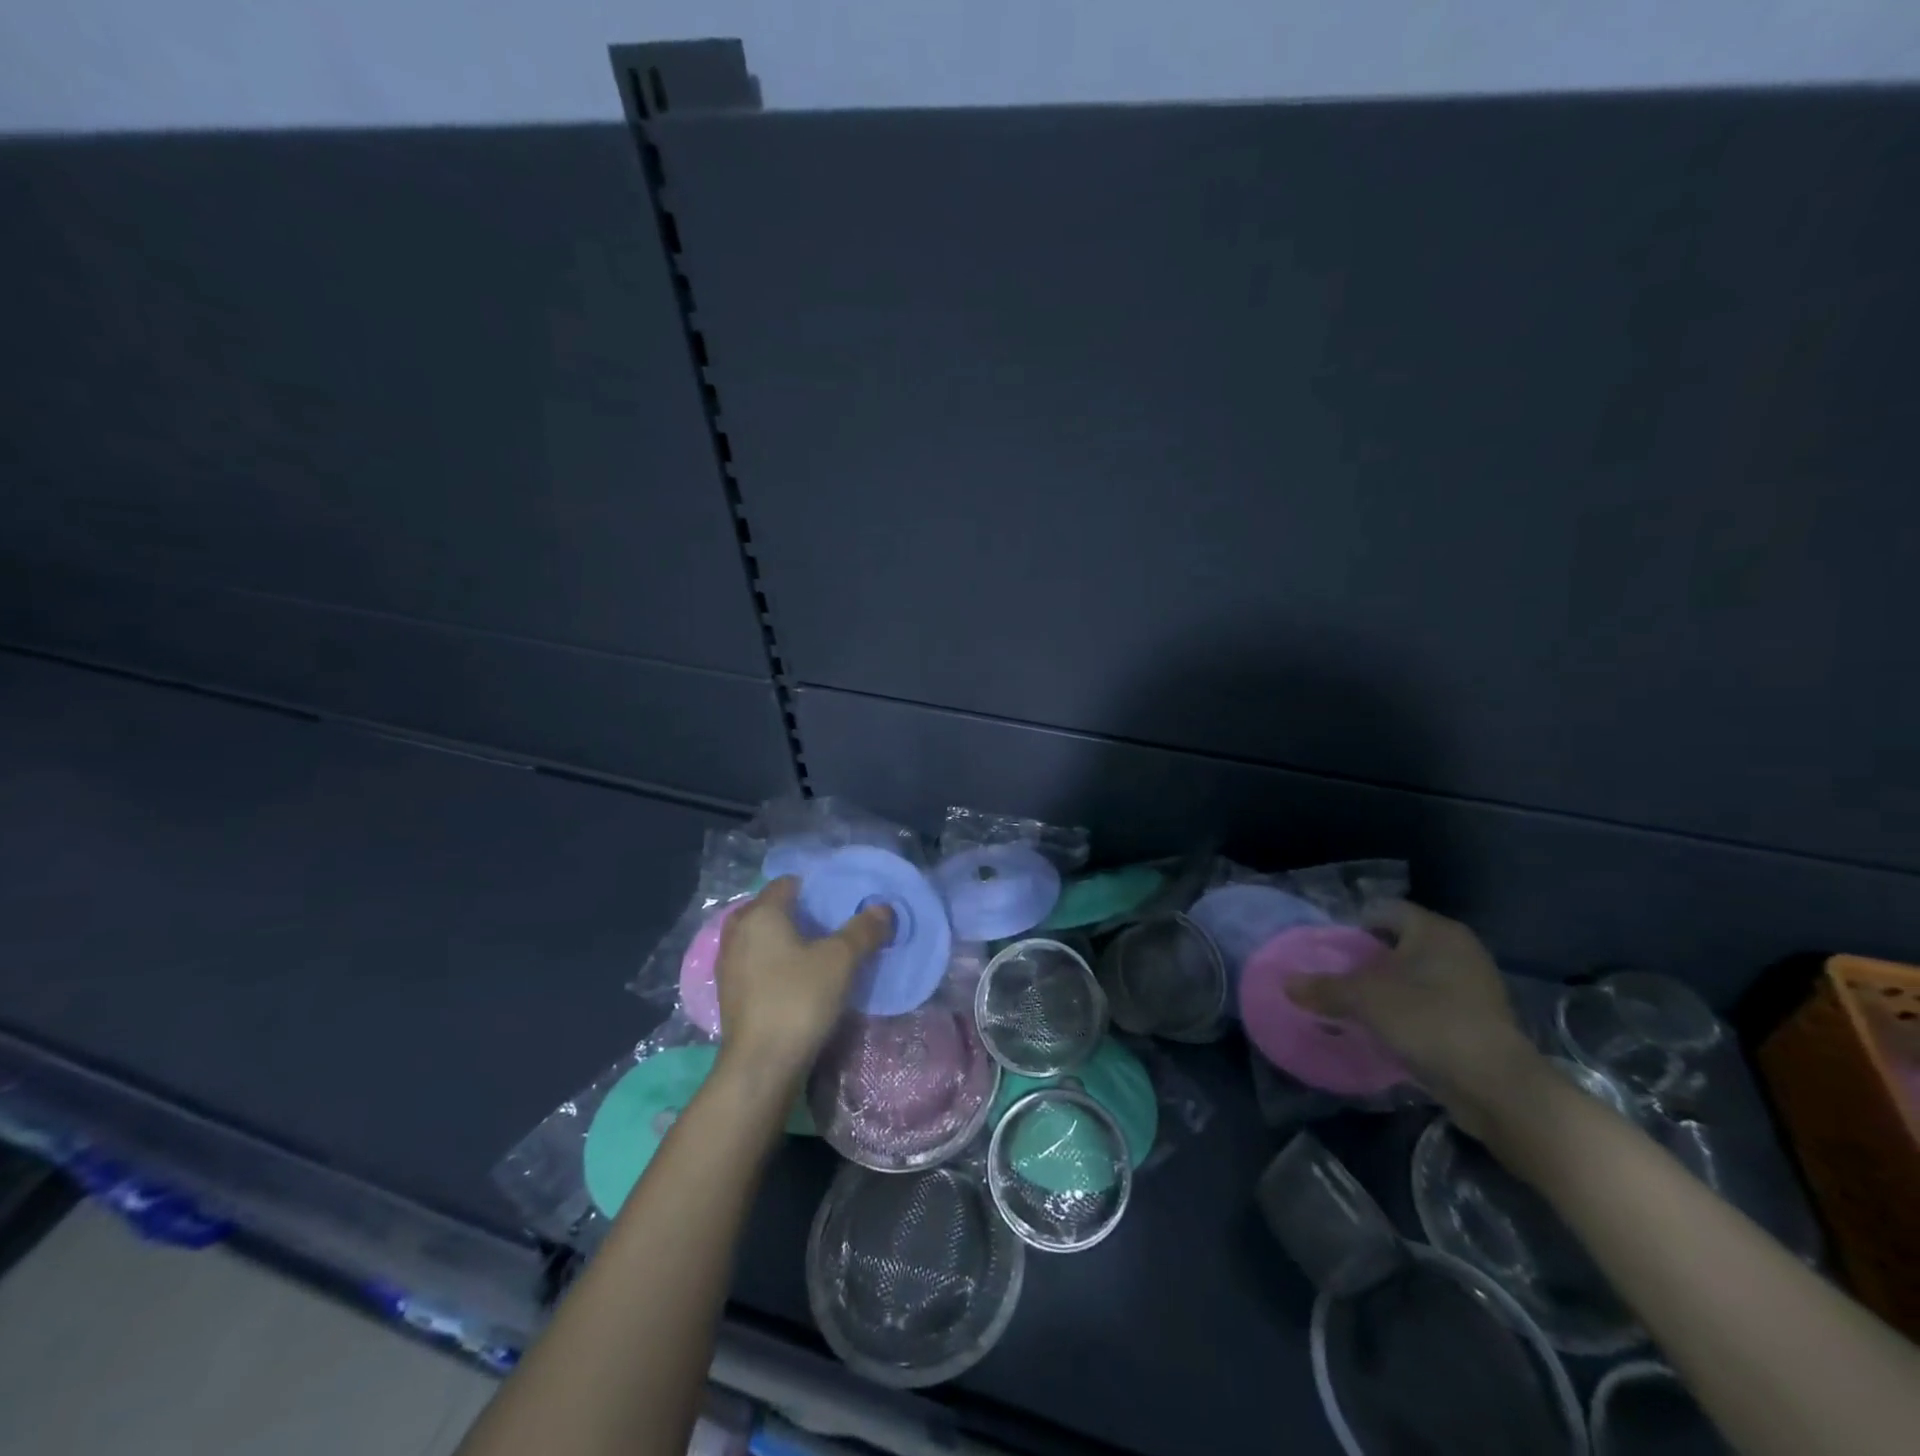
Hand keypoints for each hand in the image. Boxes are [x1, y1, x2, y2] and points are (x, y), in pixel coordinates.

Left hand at [713, 877, 891, 1081]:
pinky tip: (798, 979)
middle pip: (772, 909)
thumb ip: (863, 930)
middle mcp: (737, 931)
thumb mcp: (840, 960)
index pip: (788, 882)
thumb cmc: (798, 999)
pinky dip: (775, 963)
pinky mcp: (730, 993)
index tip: (841, 899)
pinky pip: (756, 963)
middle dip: (800, 912)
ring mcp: (729, 964)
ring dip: (786, 939)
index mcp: (761, 913)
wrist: (760, 1066)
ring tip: (818, 952)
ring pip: (762, 937)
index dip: (816, 886)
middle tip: (832, 924)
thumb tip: (884, 908)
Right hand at [1288, 900, 1545, 1135]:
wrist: (1497, 1086)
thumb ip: (1323, 988)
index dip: (1355, 924)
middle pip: (1401, 943)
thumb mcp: (1364, 1000)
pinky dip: (1409, 1012)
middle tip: (1337, 975)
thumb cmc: (1428, 1021)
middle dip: (1369, 958)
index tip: (1329, 947)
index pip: (1386, 910)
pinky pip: (1433, 1004)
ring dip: (1389, 988)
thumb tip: (1286, 983)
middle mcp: (1460, 949)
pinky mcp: (1481, 1021)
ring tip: (1356, 1005)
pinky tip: (1387, 1030)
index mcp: (1436, 930)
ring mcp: (1475, 986)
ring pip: (1418, 975)